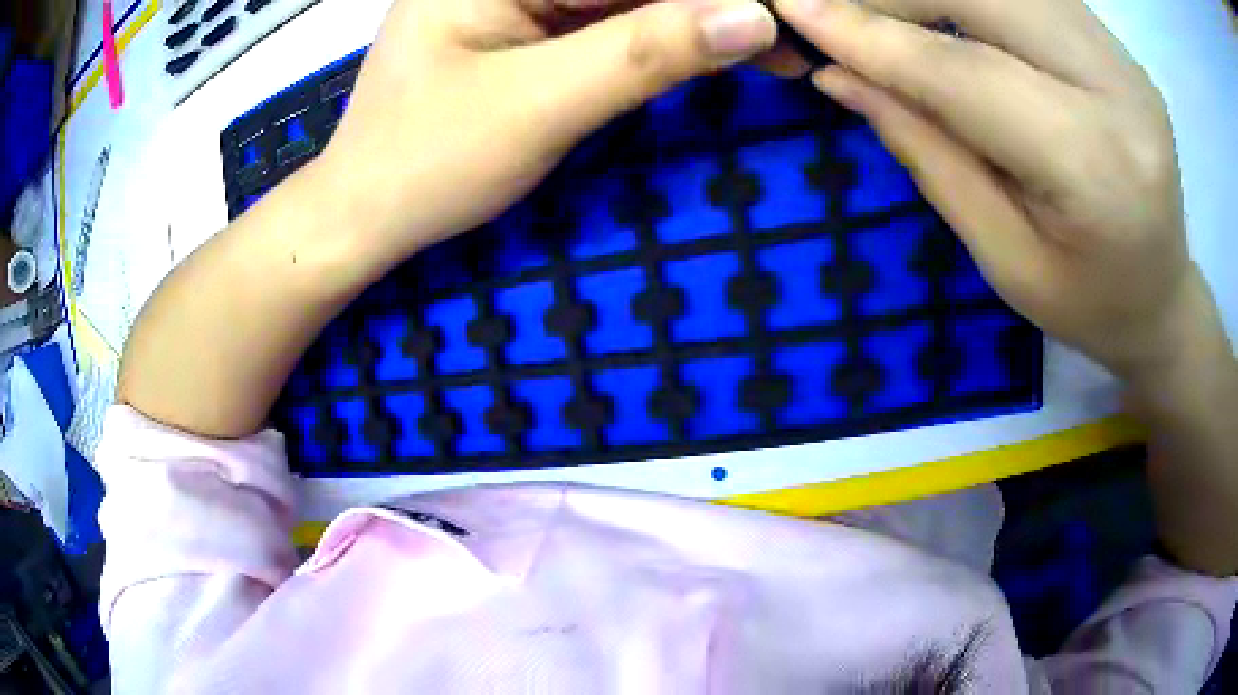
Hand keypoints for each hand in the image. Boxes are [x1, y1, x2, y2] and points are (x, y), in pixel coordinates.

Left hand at [318, 0, 777, 263]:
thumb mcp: (535, 106)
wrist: (365, 215)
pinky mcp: (535, 27)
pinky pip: (616, 20)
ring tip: (777, 52)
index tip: (783, 16)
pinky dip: (671, 38)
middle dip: (711, 6)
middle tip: (788, 42)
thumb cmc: (424, 163)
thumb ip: (644, 53)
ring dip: (702, 21)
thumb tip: (753, 16)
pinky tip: (723, 51)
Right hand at [772, 0, 1211, 382]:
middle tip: (839, 13)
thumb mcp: (1002, 256)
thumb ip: (928, 153)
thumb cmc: (1088, 305)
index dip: (873, 36)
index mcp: (1097, 166)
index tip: (793, 11)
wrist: (1163, 299)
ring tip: (889, 18)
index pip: (966, 71)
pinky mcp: (1117, 45)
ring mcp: (1123, 58)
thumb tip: (840, 74)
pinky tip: (944, 16)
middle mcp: (1119, 88)